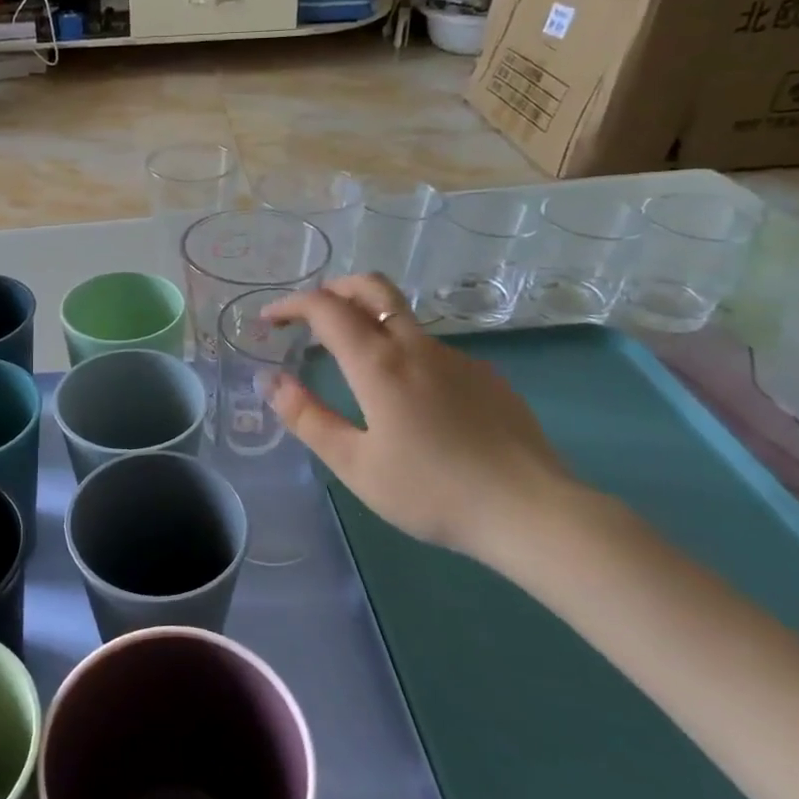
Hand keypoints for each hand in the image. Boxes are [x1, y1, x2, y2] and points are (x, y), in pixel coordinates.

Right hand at [262, 274, 577, 558]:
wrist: (530, 510)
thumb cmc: (431, 491)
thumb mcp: (355, 464)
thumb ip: (308, 418)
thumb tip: (272, 381)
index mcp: (379, 363)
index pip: (326, 308)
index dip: (291, 305)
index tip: (269, 320)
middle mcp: (418, 346)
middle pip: (372, 288)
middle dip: (334, 289)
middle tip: (309, 314)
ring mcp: (458, 358)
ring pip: (404, 320)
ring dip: (368, 323)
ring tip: (351, 365)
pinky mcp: (486, 376)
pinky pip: (433, 351)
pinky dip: (403, 354)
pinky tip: (410, 403)